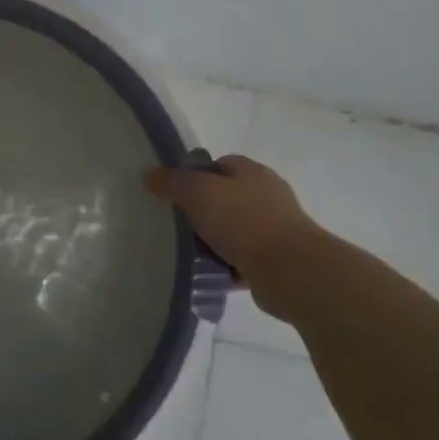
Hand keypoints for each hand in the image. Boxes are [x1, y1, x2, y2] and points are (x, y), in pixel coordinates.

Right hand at [144, 155, 323, 309]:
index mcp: (251, 171)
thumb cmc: (243, 220)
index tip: (175, 195)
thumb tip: (149, 175)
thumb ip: (172, 182)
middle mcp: (266, 195)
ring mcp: (274, 228)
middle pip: (224, 198)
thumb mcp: (198, 192)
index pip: (219, 164)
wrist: (289, 269)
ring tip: (189, 255)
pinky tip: (208, 275)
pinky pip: (241, 259)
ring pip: (232, 231)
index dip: (195, 176)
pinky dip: (225, 266)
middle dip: (201, 213)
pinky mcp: (275, 259)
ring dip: (212, 242)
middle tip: (177, 227)